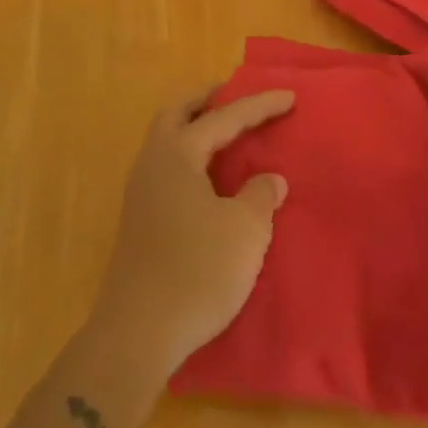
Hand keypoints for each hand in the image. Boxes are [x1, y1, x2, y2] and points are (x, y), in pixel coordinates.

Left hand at [90, 89, 293, 375]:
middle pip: (177, 113)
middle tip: (234, 95)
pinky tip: (209, 178)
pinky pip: (167, 166)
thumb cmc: (196, 271)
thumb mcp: (245, 231)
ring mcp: (140, 191)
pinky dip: (190, 156)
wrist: (138, 333)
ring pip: (167, 139)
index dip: (259, 106)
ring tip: (226, 132)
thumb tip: (269, 179)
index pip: (224, 117)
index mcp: (177, 153)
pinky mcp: (139, 219)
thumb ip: (261, 196)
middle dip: (206, 100)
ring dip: (194, 127)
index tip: (289, 96)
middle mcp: (153, 162)